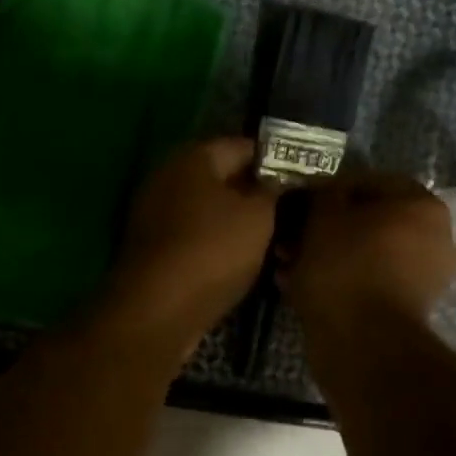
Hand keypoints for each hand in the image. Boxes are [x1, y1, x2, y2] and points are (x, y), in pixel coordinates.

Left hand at [99, 138, 278, 344]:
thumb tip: (276, 179)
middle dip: (255, 194)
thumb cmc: (212, 250)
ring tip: (274, 242)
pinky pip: (194, 237)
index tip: (303, 179)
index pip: (243, 146)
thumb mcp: (258, 216)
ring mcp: (155, 213)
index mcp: (192, 157)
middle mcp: (167, 177)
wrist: (157, 309)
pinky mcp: (152, 248)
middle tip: (292, 213)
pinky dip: (216, 245)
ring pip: (208, 211)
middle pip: (222, 178)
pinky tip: (242, 262)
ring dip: (237, 224)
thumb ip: (272, 190)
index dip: (276, 160)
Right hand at [278, 171, 455, 331]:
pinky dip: (335, 279)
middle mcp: (432, 236)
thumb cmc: (345, 264)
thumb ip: (323, 193)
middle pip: (367, 220)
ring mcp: (421, 275)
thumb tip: (322, 193)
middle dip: (324, 226)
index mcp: (422, 205)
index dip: (328, 189)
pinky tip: (299, 284)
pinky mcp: (403, 306)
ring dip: (324, 253)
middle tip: (290, 236)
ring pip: (362, 251)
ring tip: (287, 262)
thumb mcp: (324, 215)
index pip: (368, 181)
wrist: (362, 339)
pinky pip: (364, 280)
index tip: (298, 202)